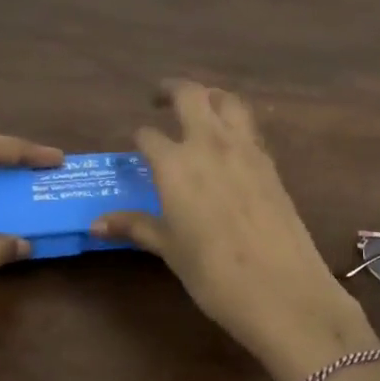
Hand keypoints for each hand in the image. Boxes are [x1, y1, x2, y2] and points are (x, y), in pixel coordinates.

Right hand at [91, 82, 376, 380]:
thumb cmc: (214, 273)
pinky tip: (228, 142)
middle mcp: (209, 144)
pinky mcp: (270, 163)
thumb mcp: (170, 248)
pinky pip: (248, 126)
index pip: (149, 136)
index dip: (139, 138)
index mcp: (175, 164)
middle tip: (159, 99)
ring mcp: (245, 149)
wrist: (283, 290)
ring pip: (226, 100)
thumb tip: (96, 224)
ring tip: (198, 107)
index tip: (135, 147)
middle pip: (190, 95)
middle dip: (171, 90)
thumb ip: (136, 226)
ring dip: (209, 96)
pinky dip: (233, 121)